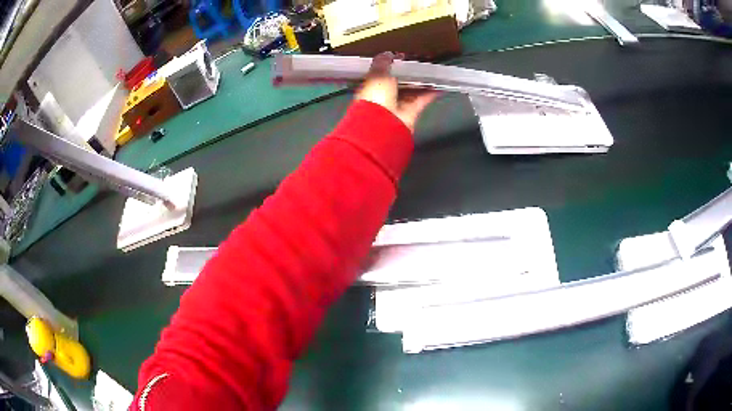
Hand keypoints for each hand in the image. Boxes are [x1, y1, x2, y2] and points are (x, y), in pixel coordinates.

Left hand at [355, 52, 438, 131]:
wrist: (383, 125)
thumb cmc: (376, 97)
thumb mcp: (377, 74)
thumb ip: (382, 63)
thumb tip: (387, 53)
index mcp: (371, 86)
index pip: (381, 74)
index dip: (391, 65)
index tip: (402, 56)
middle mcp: (383, 96)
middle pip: (398, 82)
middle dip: (408, 73)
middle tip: (420, 62)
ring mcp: (398, 105)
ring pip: (412, 90)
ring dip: (421, 81)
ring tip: (432, 70)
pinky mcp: (411, 113)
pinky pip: (422, 99)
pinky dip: (431, 92)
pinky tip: (440, 84)